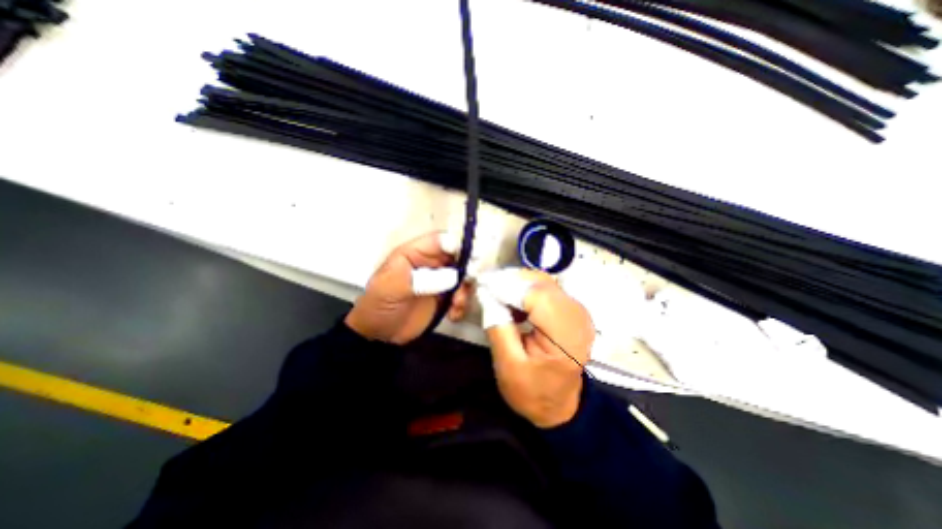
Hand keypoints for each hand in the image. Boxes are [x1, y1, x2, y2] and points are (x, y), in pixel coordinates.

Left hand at [344, 232, 471, 342]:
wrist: (380, 336)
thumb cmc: (379, 306)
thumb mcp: (392, 288)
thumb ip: (421, 279)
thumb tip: (453, 275)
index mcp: (415, 253)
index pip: (440, 240)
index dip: (457, 245)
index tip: (469, 259)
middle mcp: (431, 263)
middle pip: (458, 257)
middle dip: (466, 271)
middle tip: (466, 285)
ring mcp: (440, 280)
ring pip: (463, 276)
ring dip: (465, 290)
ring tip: (456, 304)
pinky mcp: (446, 297)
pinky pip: (462, 295)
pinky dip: (462, 305)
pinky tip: (453, 315)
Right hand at [479, 270, 593, 427]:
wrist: (560, 405)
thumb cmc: (533, 392)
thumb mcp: (508, 366)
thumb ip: (497, 327)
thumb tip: (487, 294)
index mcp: (566, 337)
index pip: (537, 296)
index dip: (508, 287)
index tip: (483, 286)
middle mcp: (577, 316)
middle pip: (541, 283)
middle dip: (510, 281)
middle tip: (487, 288)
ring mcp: (577, 310)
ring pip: (543, 281)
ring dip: (517, 284)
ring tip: (497, 295)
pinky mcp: (571, 309)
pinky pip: (545, 288)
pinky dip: (526, 290)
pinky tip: (513, 303)